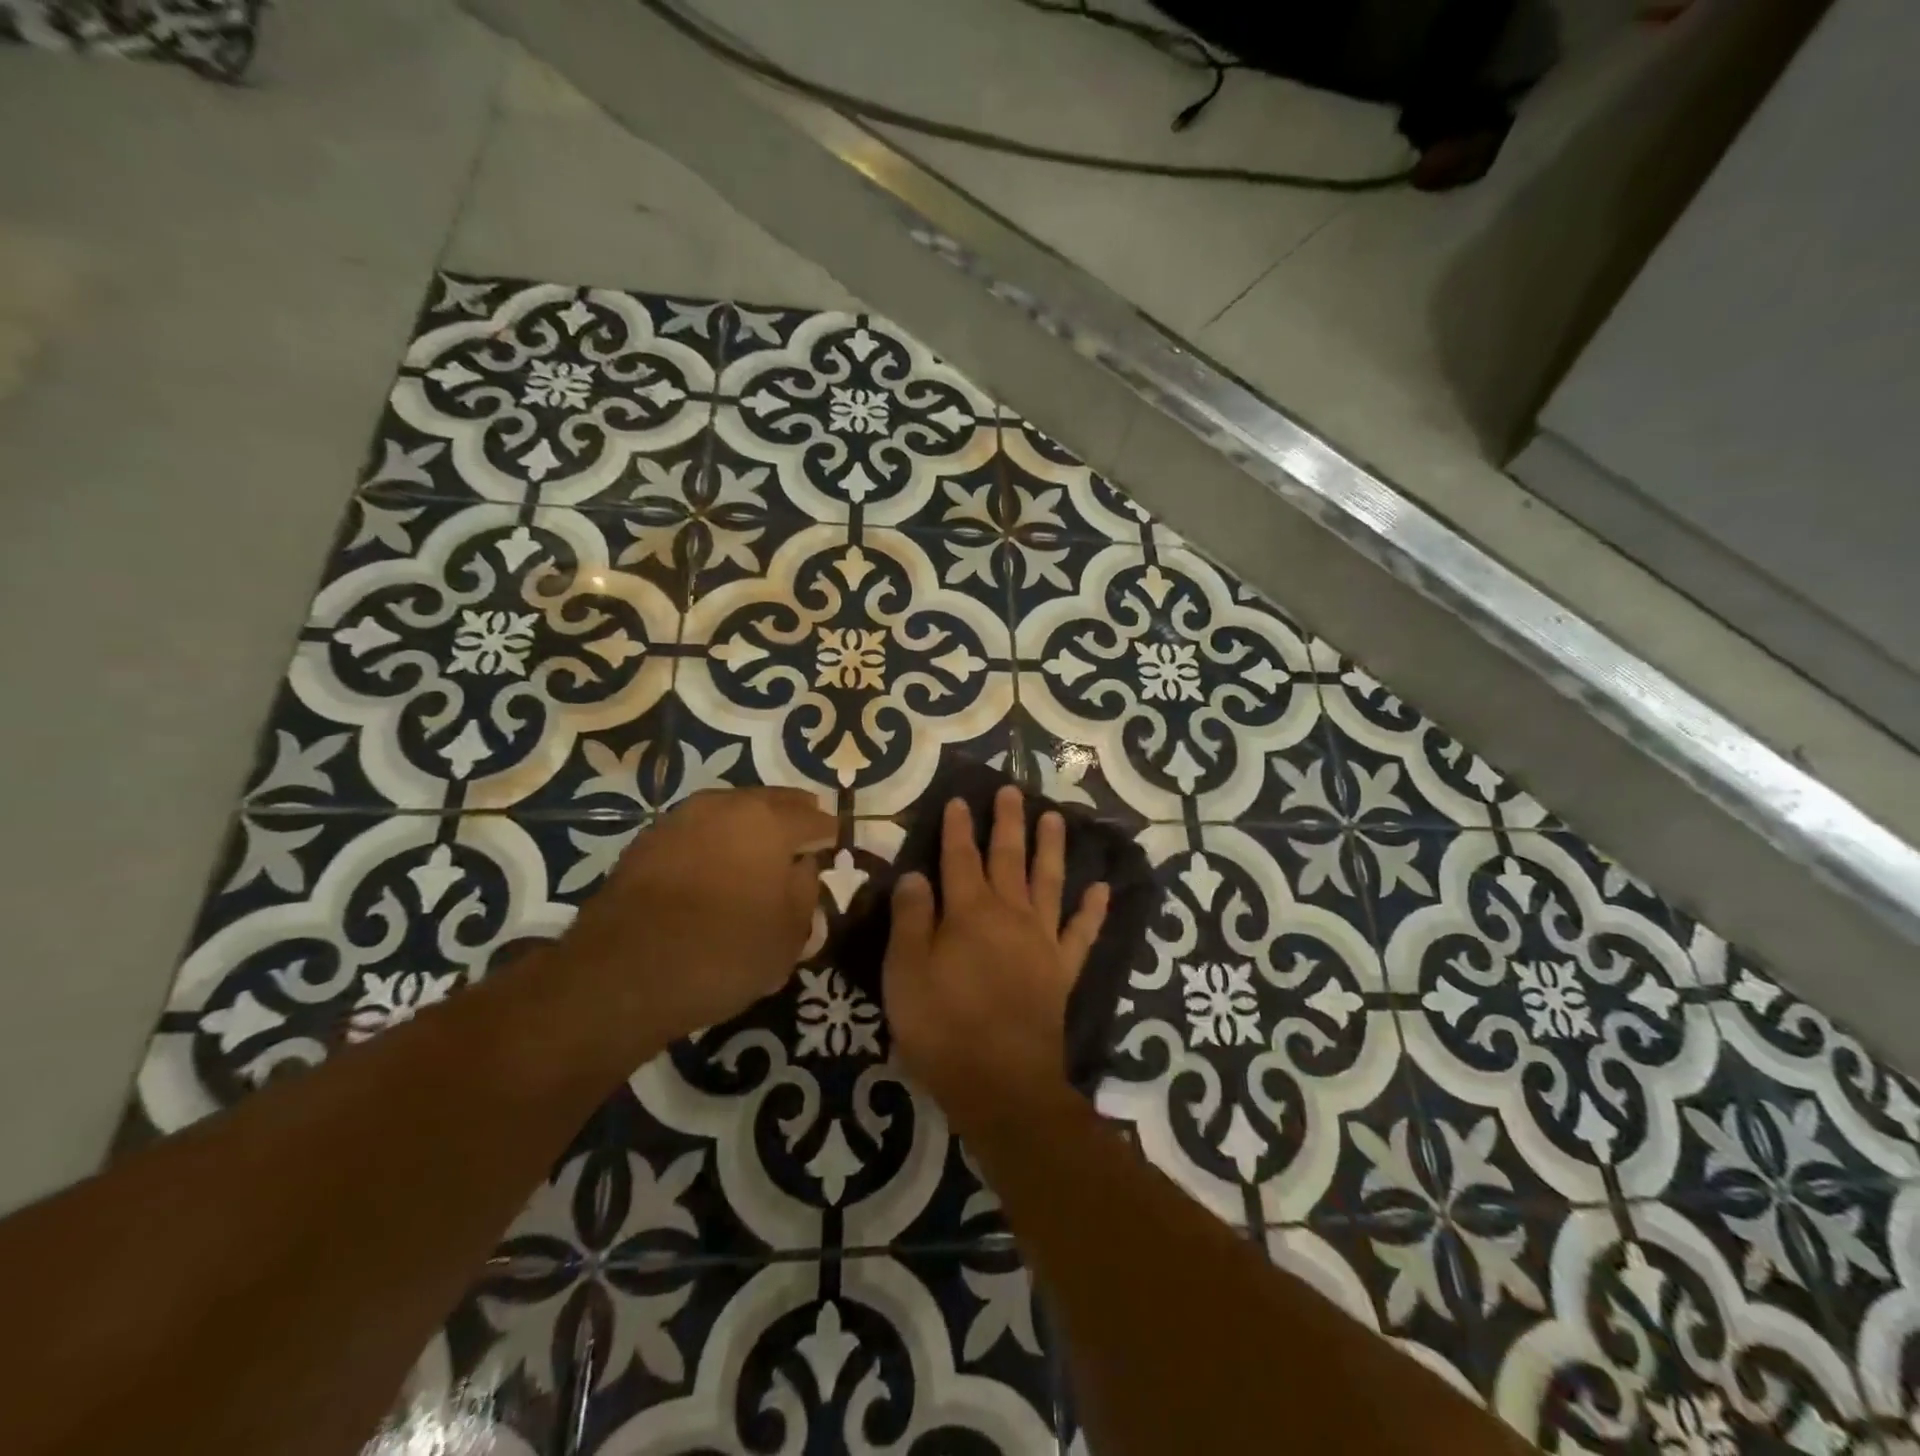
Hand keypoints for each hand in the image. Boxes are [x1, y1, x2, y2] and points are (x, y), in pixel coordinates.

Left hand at [554, 787, 833, 1050]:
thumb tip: (802, 867)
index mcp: (770, 822)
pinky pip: (698, 829)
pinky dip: (714, 839)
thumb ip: (805, 892)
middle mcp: (728, 806)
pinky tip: (714, 863)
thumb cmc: (725, 952)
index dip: (829, 833)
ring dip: (750, 823)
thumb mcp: (789, 936)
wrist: (625, 972)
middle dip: (792, 815)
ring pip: (731, 810)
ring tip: (758, 848)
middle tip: (803, 831)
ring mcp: (683, 818)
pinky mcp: (648, 839)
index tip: (835, 844)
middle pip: (772, 801)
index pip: (815, 821)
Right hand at [883, 785, 1109, 1132]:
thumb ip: (911, 920)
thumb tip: (915, 875)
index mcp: (969, 913)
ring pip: (1049, 882)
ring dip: (1052, 848)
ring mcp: (1042, 941)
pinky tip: (1102, 888)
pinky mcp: (1062, 970)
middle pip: (1008, 858)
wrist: (1002, 1084)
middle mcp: (1010, 915)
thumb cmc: (943, 1028)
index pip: (960, 858)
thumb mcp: (906, 974)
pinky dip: (1093, 910)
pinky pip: (1082, 933)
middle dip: (1009, 823)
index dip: (958, 829)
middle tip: (1013, 791)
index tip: (960, 800)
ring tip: (1057, 818)